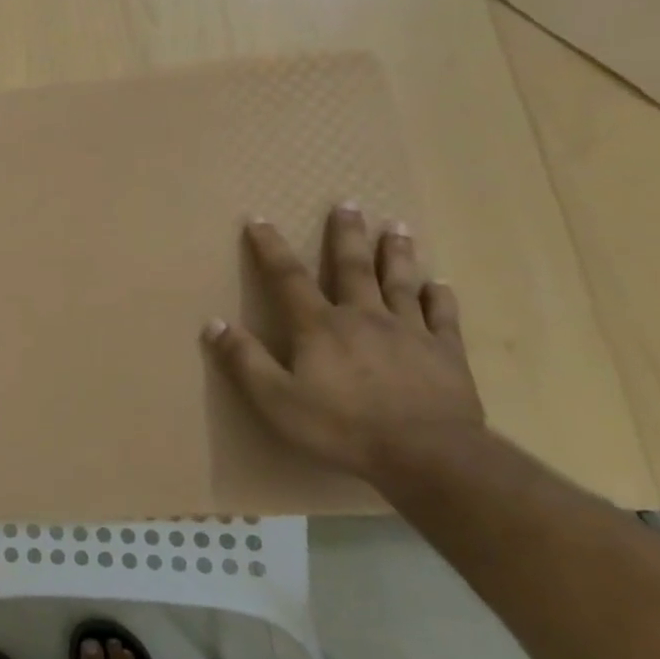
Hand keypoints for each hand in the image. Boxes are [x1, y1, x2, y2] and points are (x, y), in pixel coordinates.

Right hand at [201, 204, 484, 480]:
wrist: (427, 455)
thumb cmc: (341, 427)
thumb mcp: (275, 399)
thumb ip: (244, 360)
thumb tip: (214, 323)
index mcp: (320, 327)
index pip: (288, 278)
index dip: (270, 248)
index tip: (259, 219)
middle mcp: (364, 318)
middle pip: (354, 267)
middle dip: (347, 235)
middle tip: (349, 203)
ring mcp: (410, 333)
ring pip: (401, 283)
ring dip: (397, 253)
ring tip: (398, 227)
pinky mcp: (446, 354)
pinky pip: (442, 317)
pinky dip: (439, 297)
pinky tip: (440, 284)